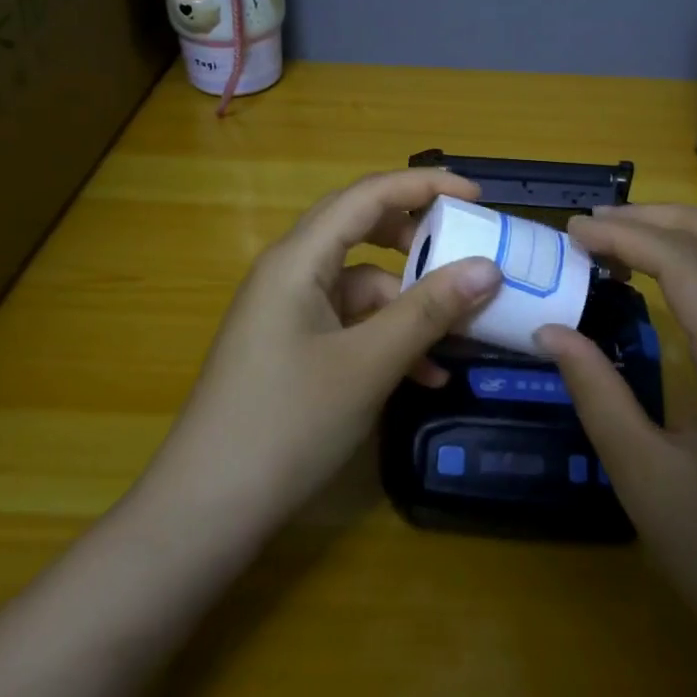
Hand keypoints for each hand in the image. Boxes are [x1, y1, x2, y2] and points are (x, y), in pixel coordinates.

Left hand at [148, 169, 503, 528]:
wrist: (207, 509)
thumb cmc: (287, 423)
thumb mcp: (369, 364)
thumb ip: (429, 311)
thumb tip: (489, 268)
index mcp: (298, 259)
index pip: (368, 195)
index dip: (424, 186)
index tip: (478, 196)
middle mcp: (290, 273)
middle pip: (362, 231)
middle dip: (418, 238)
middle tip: (467, 249)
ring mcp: (288, 313)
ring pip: (361, 285)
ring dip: (410, 303)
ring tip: (461, 332)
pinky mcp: (291, 348)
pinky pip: (350, 324)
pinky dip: (388, 338)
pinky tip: (425, 376)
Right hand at [535, 205, 696, 679]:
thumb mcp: (642, 477)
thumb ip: (596, 393)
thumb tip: (551, 329)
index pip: (683, 261)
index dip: (623, 235)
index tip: (571, 232)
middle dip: (656, 217)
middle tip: (596, 228)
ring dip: (695, 229)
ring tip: (637, 240)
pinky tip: (686, 281)